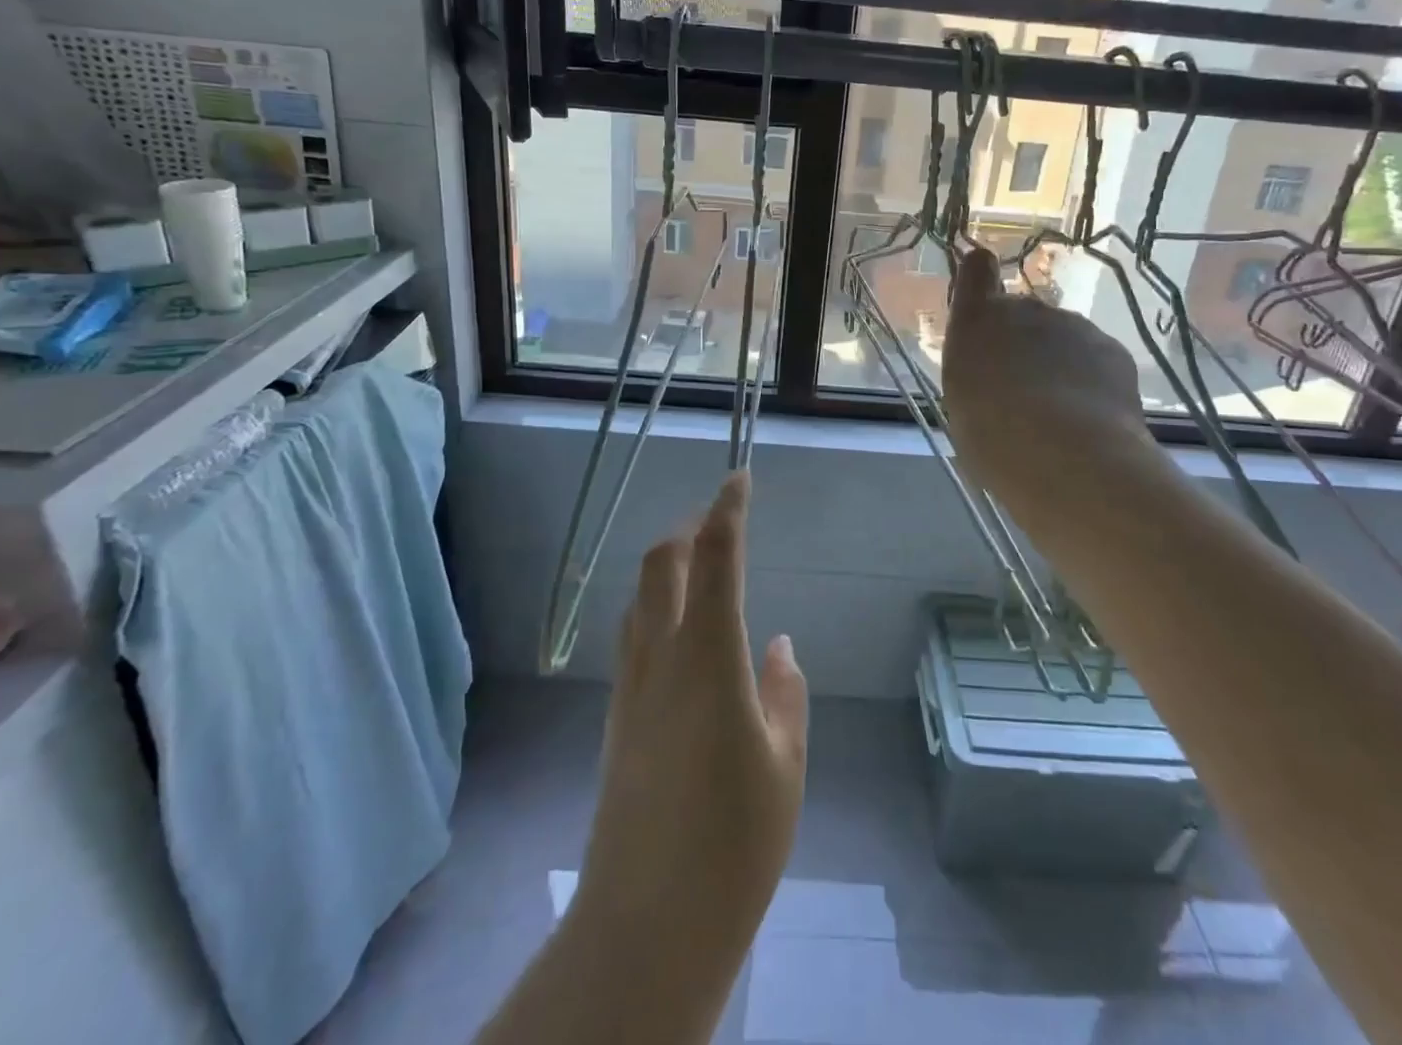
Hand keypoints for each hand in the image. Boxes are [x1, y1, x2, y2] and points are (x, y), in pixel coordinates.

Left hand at [573, 472, 807, 997]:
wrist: (645, 924)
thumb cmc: (734, 842)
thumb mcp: (784, 765)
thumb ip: (784, 694)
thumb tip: (777, 645)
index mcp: (708, 658)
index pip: (716, 559)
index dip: (727, 510)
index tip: (739, 478)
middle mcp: (661, 658)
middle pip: (661, 565)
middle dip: (688, 530)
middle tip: (718, 524)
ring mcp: (631, 687)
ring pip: (640, 598)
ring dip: (668, 569)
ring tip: (701, 573)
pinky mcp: (617, 718)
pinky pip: (633, 637)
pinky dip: (657, 610)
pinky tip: (682, 638)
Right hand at [943, 247, 1147, 497]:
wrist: (1065, 455)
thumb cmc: (991, 434)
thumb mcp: (962, 401)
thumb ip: (975, 370)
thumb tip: (992, 374)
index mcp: (978, 321)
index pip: (976, 270)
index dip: (979, 276)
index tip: (980, 293)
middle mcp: (1026, 309)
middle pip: (1021, 315)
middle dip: (1021, 343)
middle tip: (1019, 392)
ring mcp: (1074, 325)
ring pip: (1061, 338)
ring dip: (1057, 364)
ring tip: (1056, 416)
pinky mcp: (1112, 348)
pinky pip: (1094, 359)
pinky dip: (1089, 381)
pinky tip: (1087, 420)